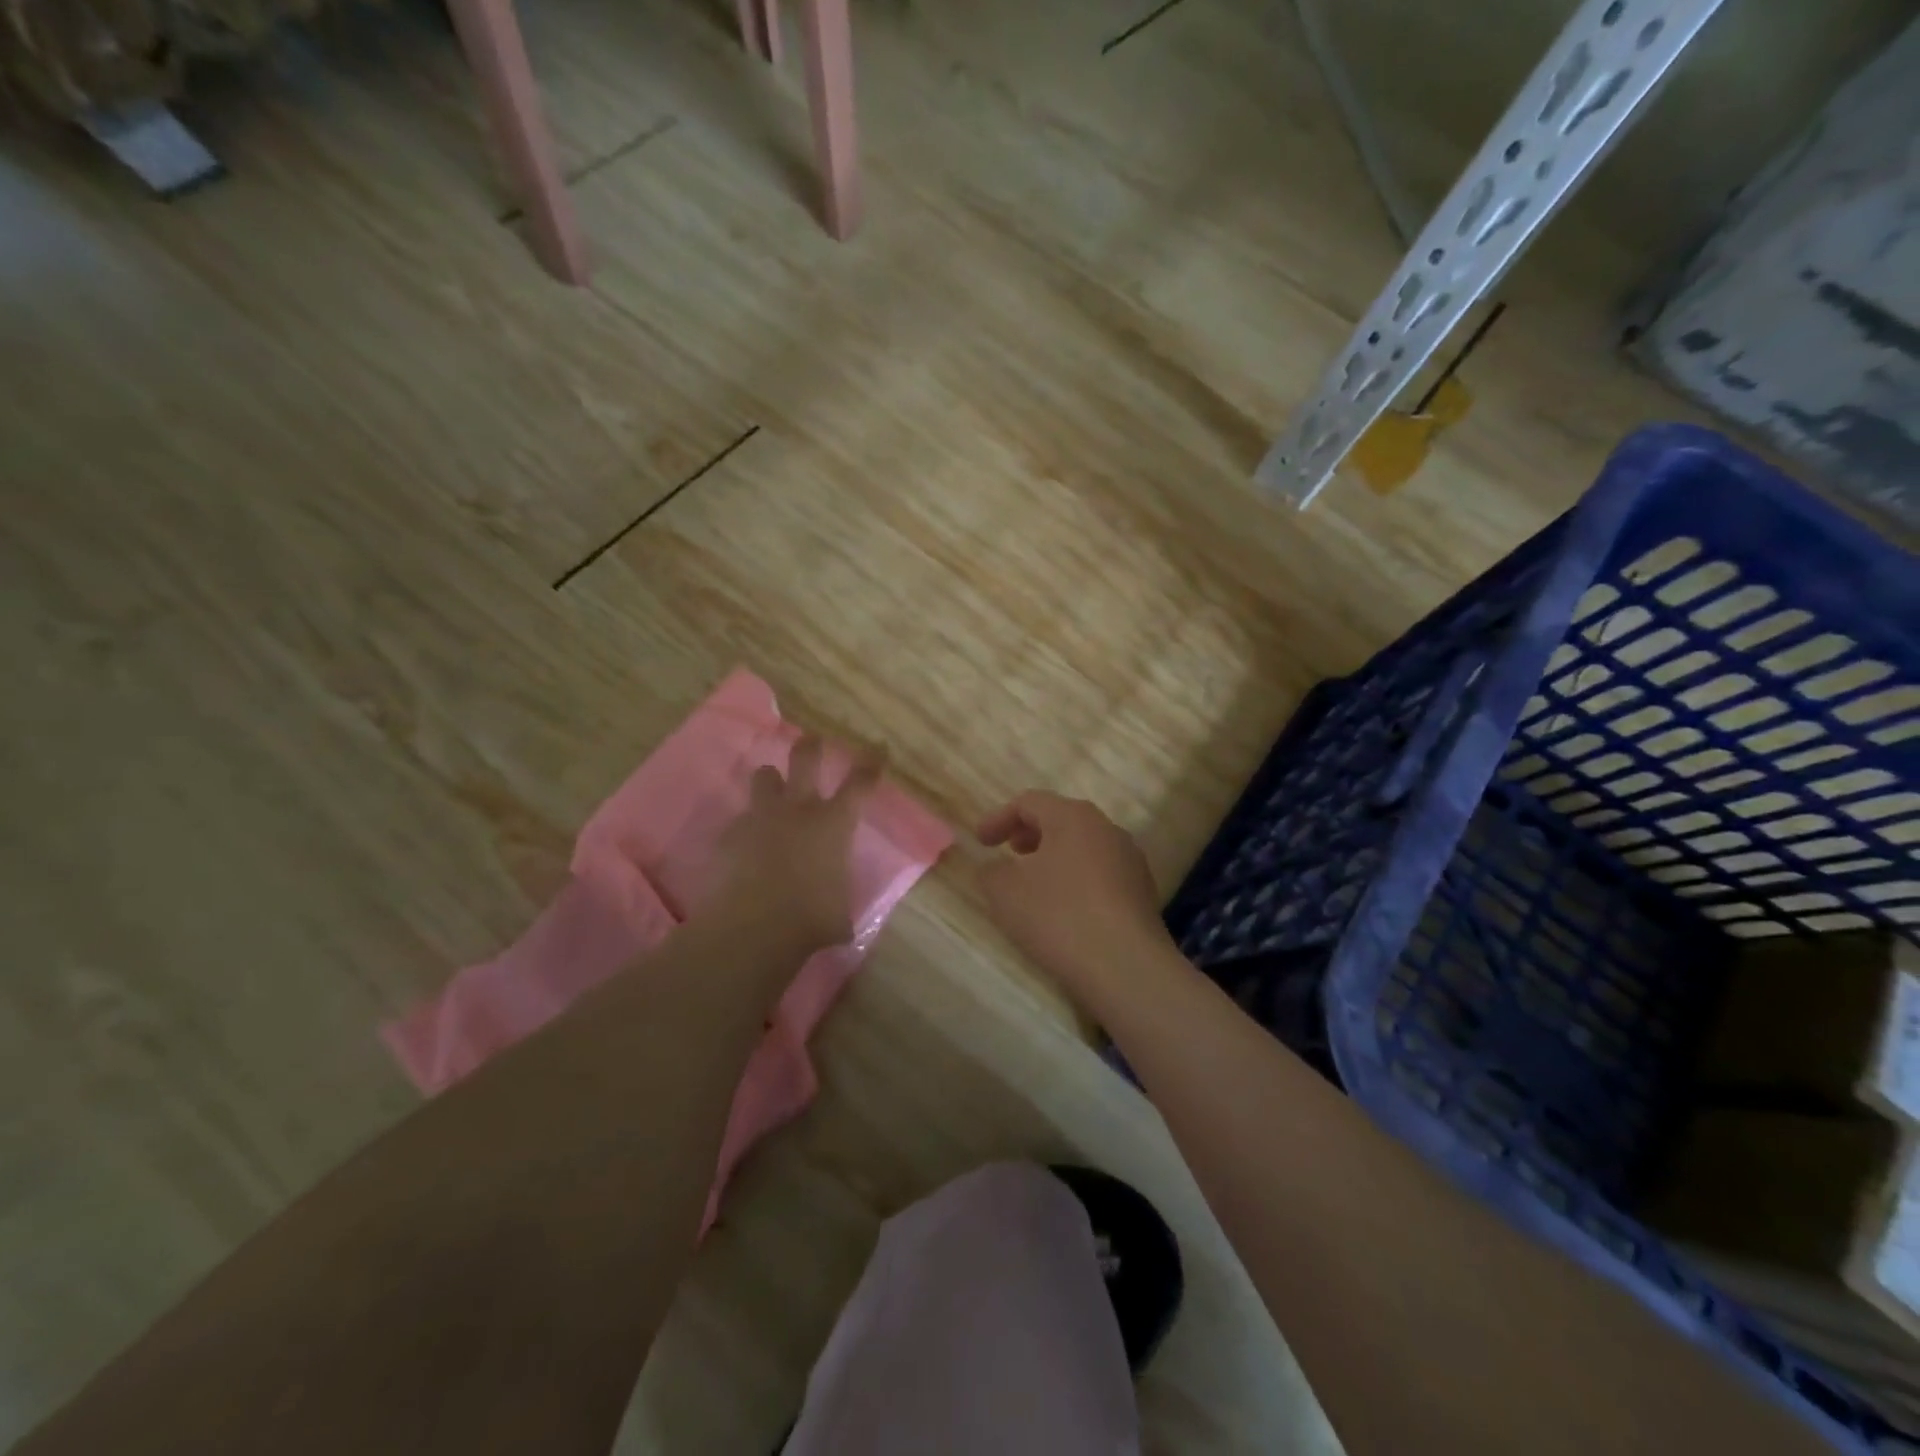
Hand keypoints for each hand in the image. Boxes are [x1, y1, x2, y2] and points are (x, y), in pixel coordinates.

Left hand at [711, 735, 879, 954]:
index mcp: (834, 824)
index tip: (877, 749)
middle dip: (811, 745)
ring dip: (770, 780)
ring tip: (772, 787)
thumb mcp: (839, 914)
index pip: (860, 784)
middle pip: (805, 759)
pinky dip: (746, 828)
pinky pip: (740, 819)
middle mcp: (799, 809)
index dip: (871, 763)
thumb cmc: (810, 919)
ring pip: (764, 777)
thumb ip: (837, 903)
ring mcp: (761, 816)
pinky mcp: (731, 833)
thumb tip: (837, 920)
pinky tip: (745, 847)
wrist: (753, 926)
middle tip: (812, 739)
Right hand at [975, 791, 1176, 1006]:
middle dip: (1030, 833)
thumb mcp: (1005, 892)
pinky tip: (1065, 907)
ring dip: (1055, 856)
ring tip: (1035, 881)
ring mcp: (1130, 860)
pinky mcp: (1142, 891)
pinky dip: (1076, 878)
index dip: (999, 818)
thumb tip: (996, 867)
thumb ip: (991, 871)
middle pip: (1061, 819)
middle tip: (1010, 851)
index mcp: (1073, 817)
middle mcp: (1106, 829)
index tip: (979, 842)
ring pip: (1084, 846)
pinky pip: (1101, 872)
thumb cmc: (1059, 916)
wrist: (1125, 966)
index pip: (1029, 802)